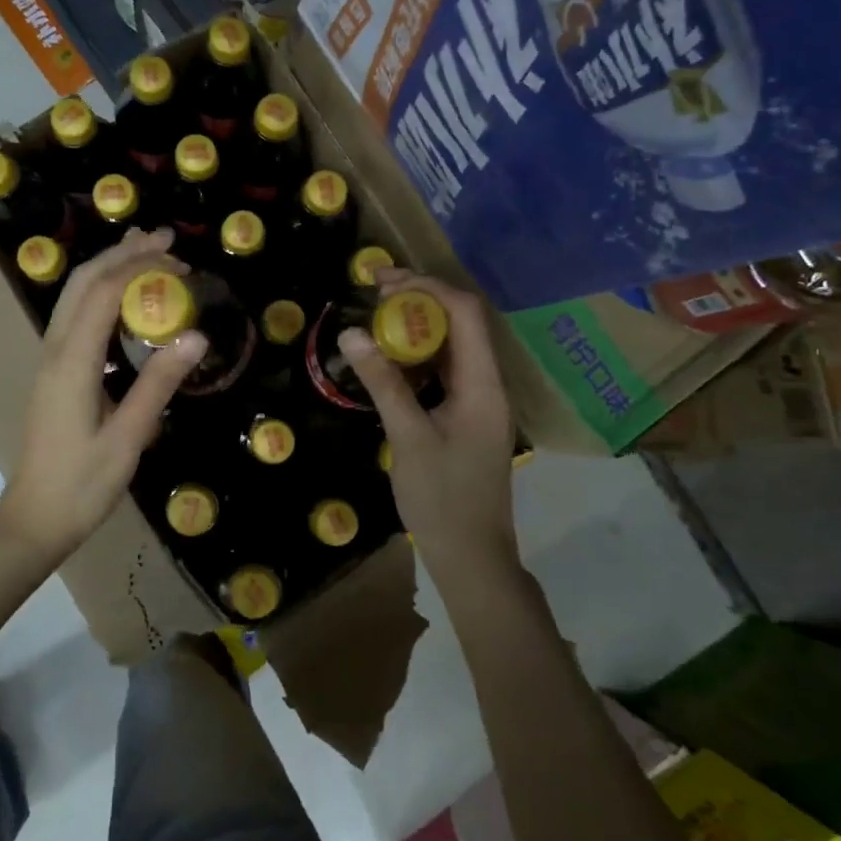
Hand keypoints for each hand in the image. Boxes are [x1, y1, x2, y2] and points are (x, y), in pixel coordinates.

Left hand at [0, 228, 207, 561]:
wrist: (33, 518)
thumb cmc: (82, 484)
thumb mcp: (128, 438)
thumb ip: (159, 384)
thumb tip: (196, 335)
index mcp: (72, 362)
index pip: (103, 293)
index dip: (139, 267)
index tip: (178, 257)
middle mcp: (55, 350)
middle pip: (83, 282)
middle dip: (122, 254)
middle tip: (164, 240)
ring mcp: (50, 360)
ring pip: (74, 296)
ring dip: (109, 269)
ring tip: (147, 255)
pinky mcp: (54, 372)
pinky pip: (75, 317)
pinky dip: (102, 294)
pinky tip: (127, 304)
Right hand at [337, 270, 517, 585]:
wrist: (471, 556)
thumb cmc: (441, 498)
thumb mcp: (407, 437)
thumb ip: (383, 382)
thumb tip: (353, 332)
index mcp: (483, 385)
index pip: (465, 313)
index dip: (426, 287)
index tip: (382, 283)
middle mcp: (488, 385)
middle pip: (462, 324)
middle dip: (419, 301)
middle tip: (373, 296)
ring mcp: (479, 402)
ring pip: (452, 347)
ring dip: (417, 327)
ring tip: (376, 319)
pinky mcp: (467, 417)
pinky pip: (444, 372)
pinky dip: (418, 357)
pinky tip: (389, 360)